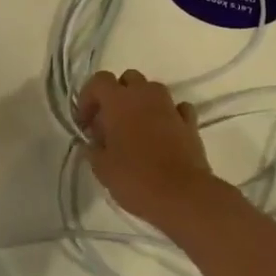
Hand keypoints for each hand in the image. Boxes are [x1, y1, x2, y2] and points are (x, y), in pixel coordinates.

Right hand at [77, 68, 217, 228]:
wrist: (183, 196)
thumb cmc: (136, 179)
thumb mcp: (102, 169)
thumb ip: (93, 149)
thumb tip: (93, 142)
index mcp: (119, 101)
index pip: (99, 81)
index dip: (88, 97)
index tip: (85, 123)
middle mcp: (145, 95)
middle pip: (128, 79)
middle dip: (117, 95)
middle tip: (110, 123)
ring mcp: (170, 106)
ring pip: (152, 90)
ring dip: (142, 103)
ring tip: (135, 130)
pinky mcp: (190, 123)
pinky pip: (176, 108)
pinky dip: (168, 115)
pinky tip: (163, 134)